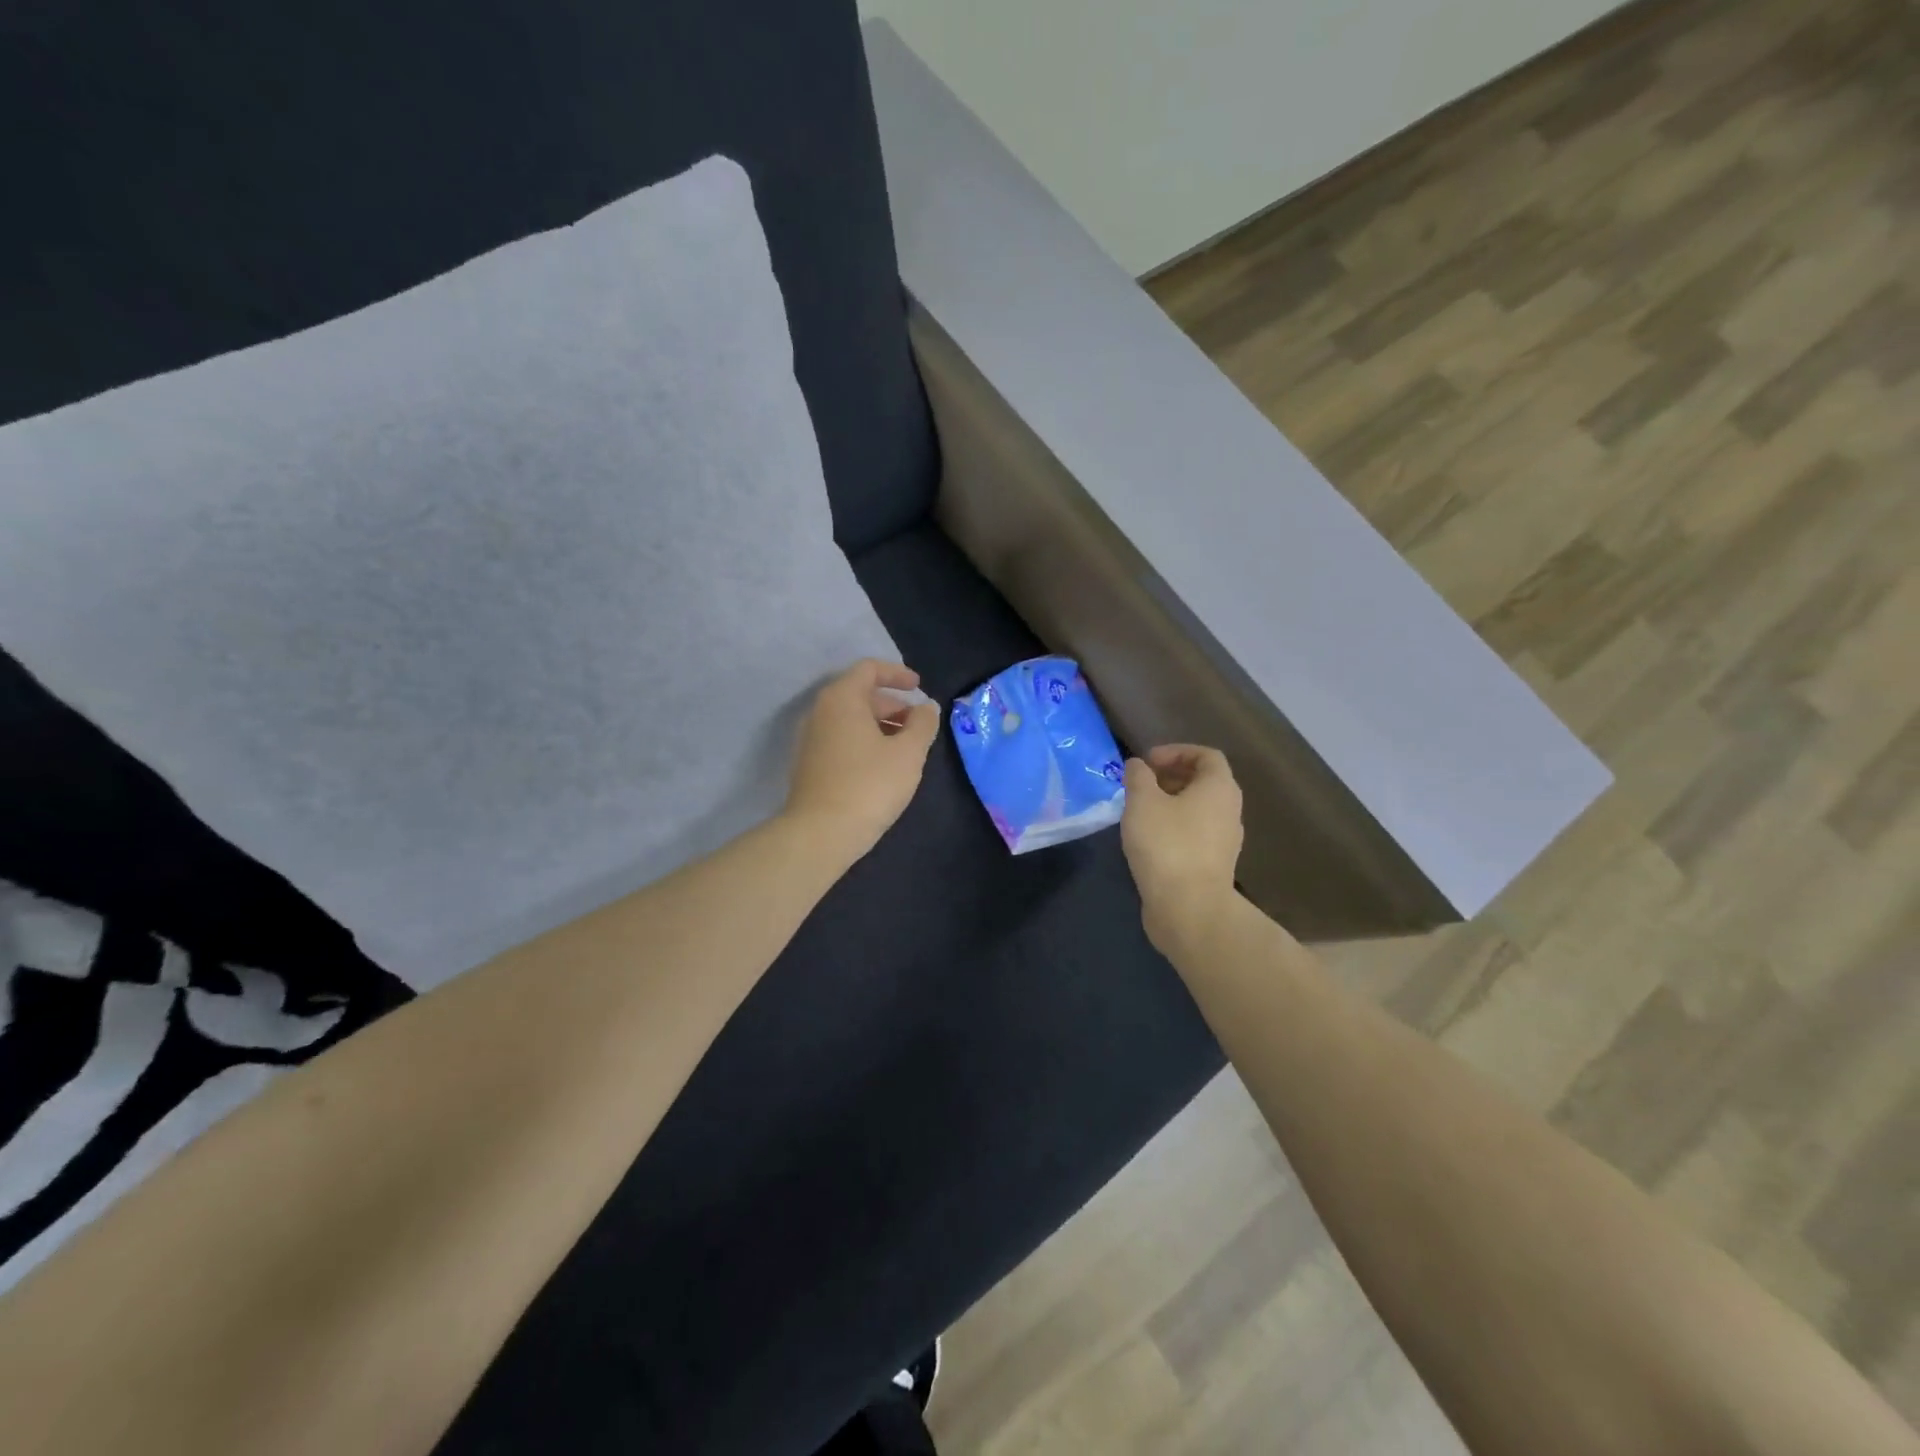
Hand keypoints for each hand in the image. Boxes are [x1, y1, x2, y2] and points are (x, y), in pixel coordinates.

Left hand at [784, 659, 940, 862]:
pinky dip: (865, 741)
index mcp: (842, 699)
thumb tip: (926, 709)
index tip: (919, 686)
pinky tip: (883, 766)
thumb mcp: (908, 753)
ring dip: (880, 725)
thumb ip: (922, 724)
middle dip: (892, 704)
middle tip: (918, 724)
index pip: (869, 669)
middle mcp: (820, 712)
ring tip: (906, 747)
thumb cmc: (869, 785)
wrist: (820, 834)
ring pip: (850, 719)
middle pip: (859, 694)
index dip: (897, 673)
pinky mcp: (809, 764)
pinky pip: (841, 739)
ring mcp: (810, 739)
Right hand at [1121, 745, 1244, 956]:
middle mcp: (1229, 811)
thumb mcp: (1142, 802)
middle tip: (1141, 784)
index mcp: (1219, 788)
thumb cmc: (1167, 845)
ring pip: (1198, 810)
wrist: (1189, 909)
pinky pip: (1194, 835)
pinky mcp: (1213, 866)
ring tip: (1139, 811)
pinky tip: (1148, 840)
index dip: (1176, 751)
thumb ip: (1138, 777)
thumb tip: (1138, 765)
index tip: (1148, 762)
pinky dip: (1173, 828)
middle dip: (1171, 777)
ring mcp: (1224, 841)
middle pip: (1204, 782)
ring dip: (1170, 804)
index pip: (1207, 755)